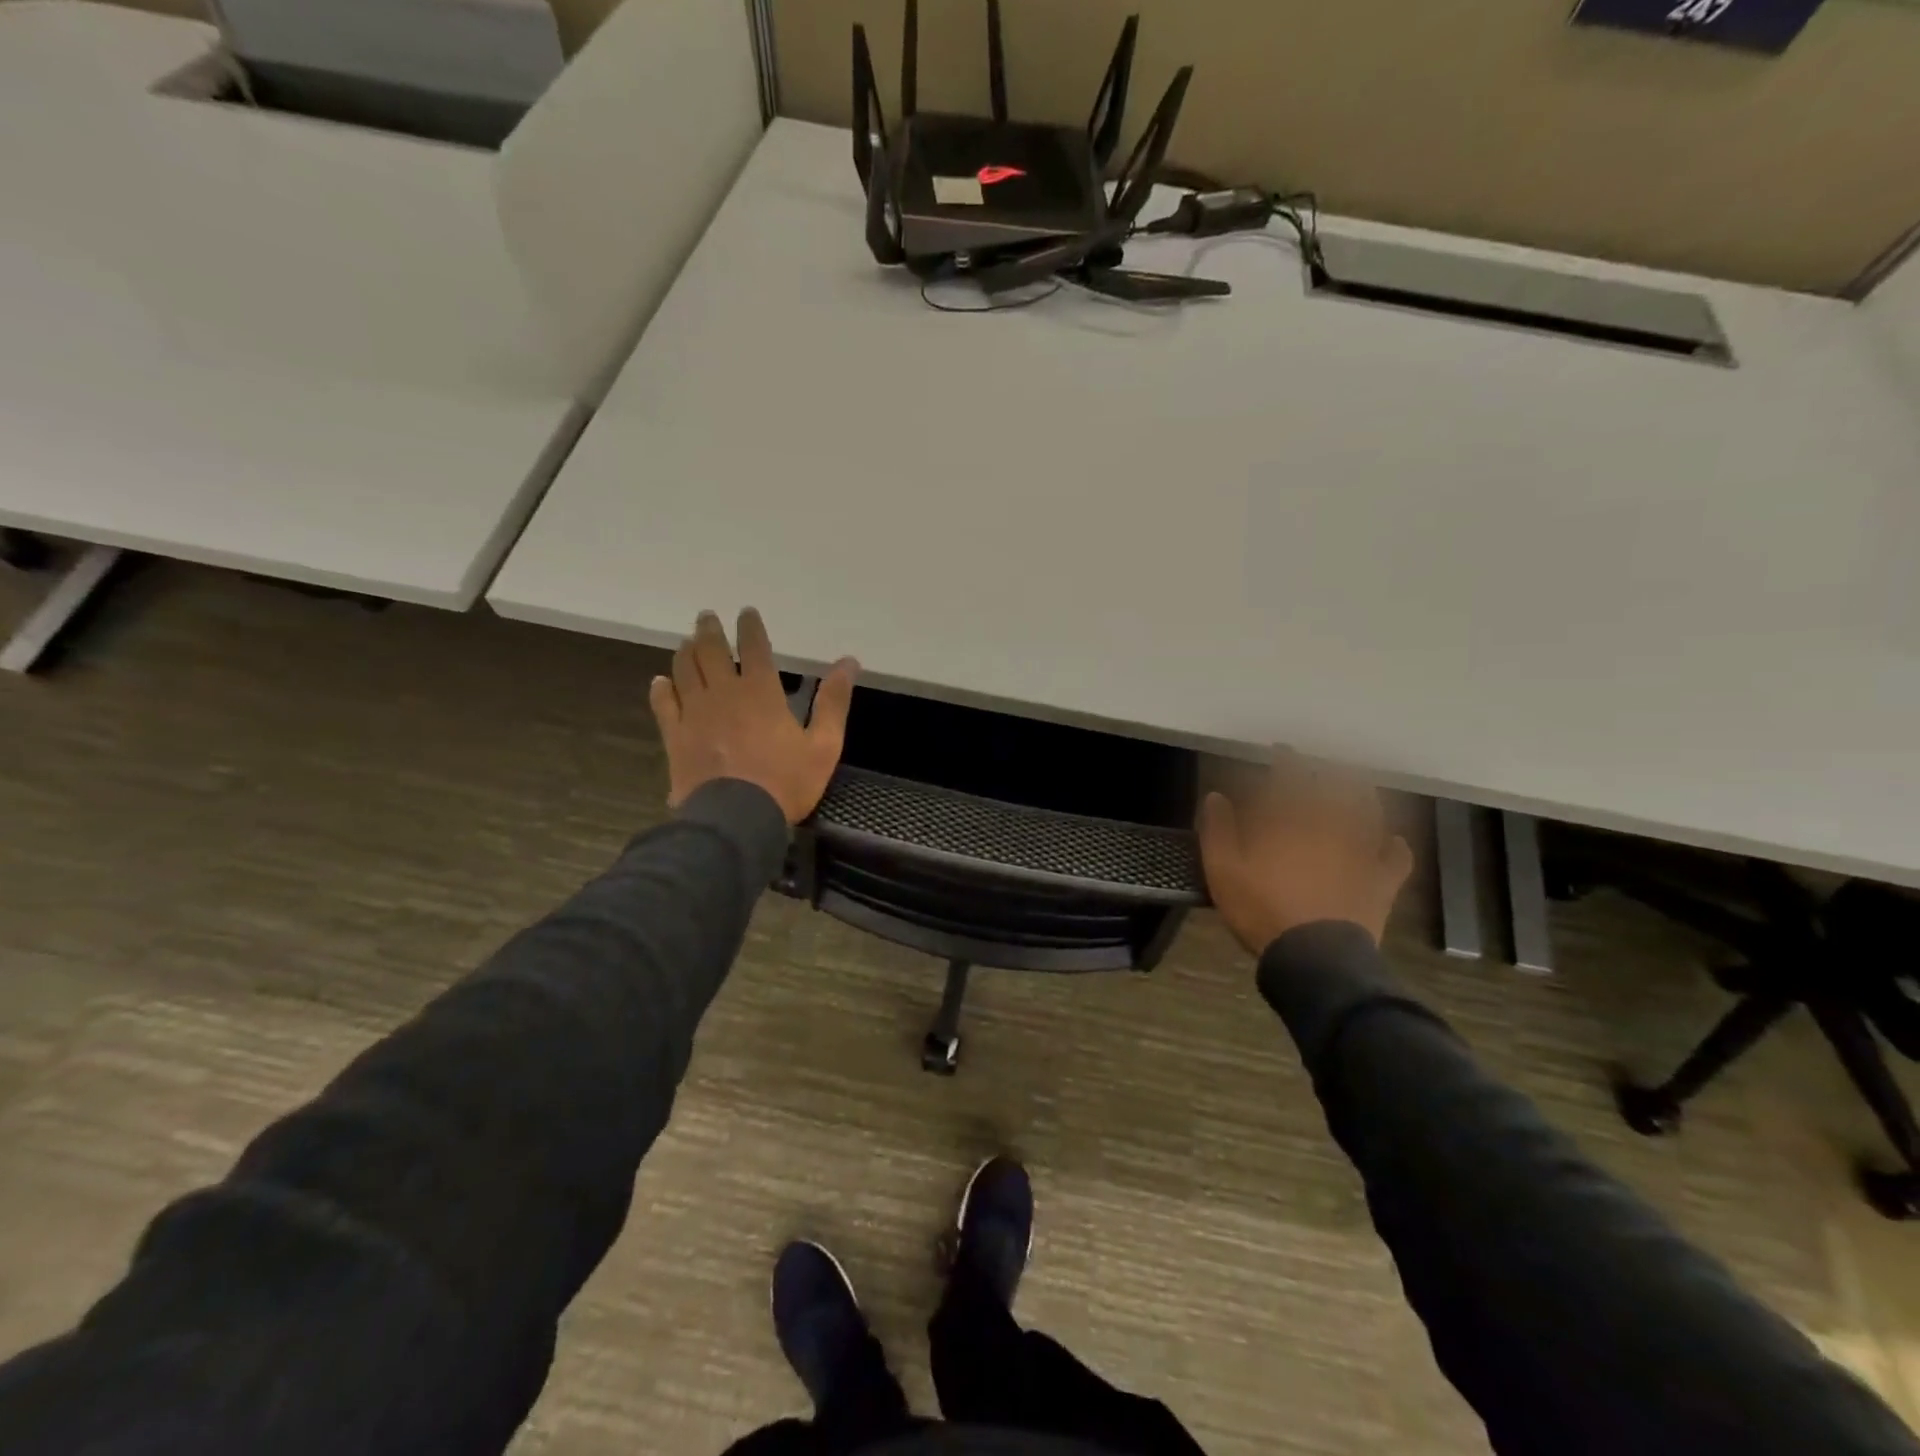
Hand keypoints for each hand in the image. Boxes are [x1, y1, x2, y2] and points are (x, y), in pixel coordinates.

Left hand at [648, 608, 857, 825]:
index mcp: (761, 692)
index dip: (750, 628)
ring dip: (685, 652)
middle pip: (711, 652)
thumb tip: (849, 661)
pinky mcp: (676, 736)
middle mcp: (724, 693)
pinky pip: (664, 704)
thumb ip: (834, 702)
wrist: (735, 819)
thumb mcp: (824, 745)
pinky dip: (661, 689)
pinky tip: (660, 682)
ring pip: (684, 671)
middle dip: (709, 631)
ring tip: (687, 642)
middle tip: (707, 617)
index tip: (746, 613)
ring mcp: (695, 713)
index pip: (754, 648)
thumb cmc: (785, 783)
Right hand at [1197, 757, 1413, 952]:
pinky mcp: (1381, 881)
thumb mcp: (1223, 870)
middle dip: (1328, 771)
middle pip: (1336, 787)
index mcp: (1291, 820)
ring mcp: (1362, 852)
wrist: (1314, 956)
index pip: (1291, 776)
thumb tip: (1217, 797)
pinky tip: (1392, 841)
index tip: (1281, 750)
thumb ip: (1218, 830)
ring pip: (1369, 812)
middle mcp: (1331, 826)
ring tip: (1356, 788)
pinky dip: (1395, 846)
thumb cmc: (1262, 909)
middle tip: (1321, 766)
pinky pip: (1396, 857)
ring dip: (1362, 795)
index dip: (1287, 759)